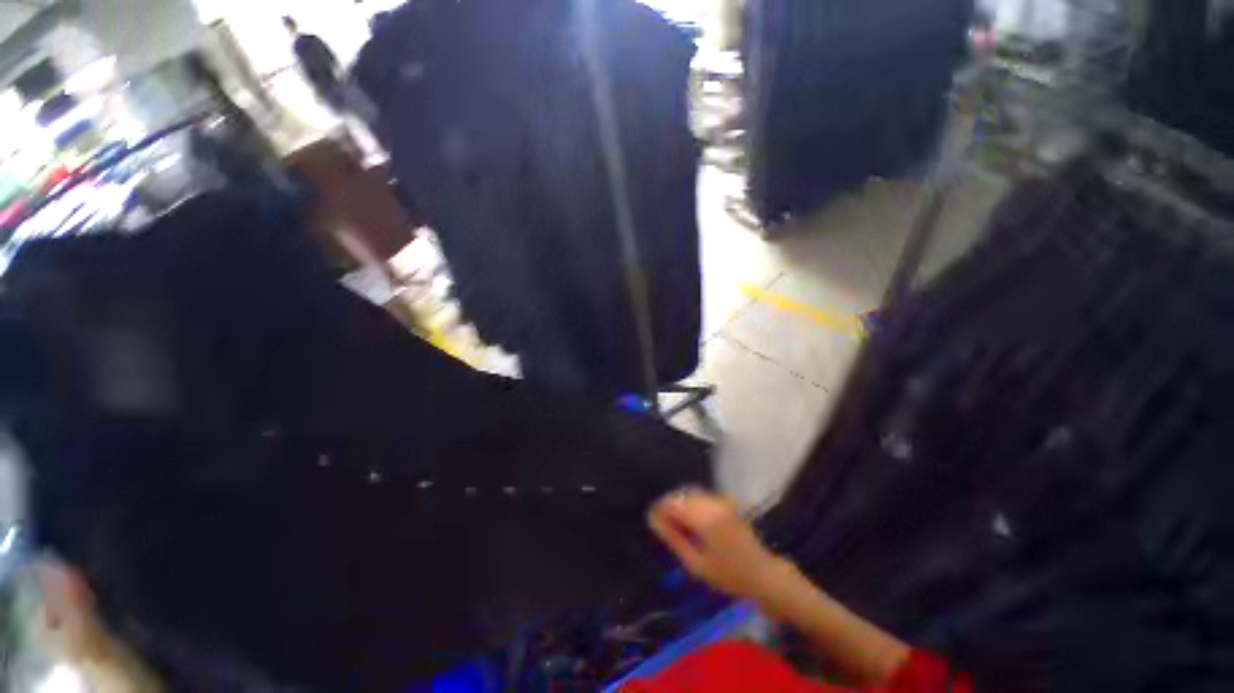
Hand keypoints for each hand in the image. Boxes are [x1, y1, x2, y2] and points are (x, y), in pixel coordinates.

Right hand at [647, 489, 785, 599]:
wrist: (763, 574)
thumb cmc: (729, 575)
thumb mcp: (696, 564)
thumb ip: (674, 539)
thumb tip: (655, 522)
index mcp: (704, 518)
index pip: (673, 504)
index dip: (659, 509)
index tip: (651, 520)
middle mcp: (712, 503)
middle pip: (681, 495)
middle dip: (668, 505)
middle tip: (660, 523)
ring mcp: (720, 500)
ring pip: (690, 493)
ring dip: (679, 503)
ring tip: (673, 522)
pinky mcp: (725, 501)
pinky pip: (701, 496)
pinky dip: (690, 503)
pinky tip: (689, 519)